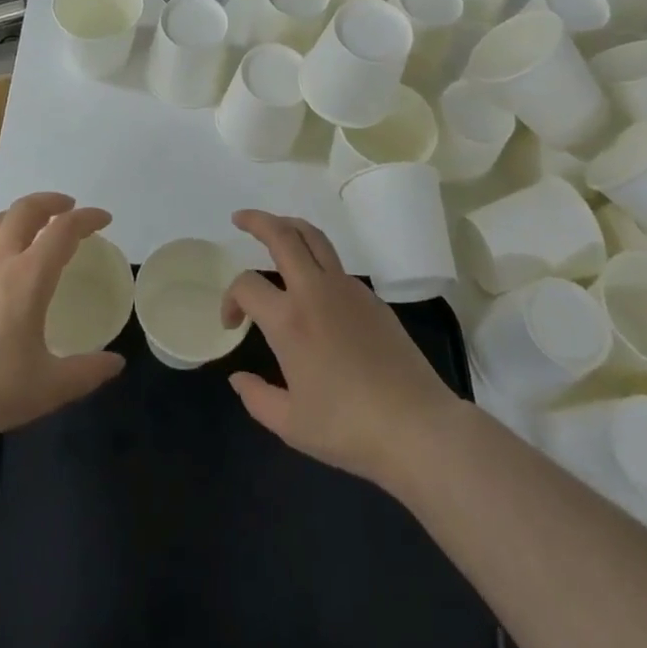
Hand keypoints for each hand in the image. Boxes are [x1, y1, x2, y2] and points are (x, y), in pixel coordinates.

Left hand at [0, 192, 124, 458]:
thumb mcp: (48, 388)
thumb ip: (86, 372)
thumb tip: (116, 362)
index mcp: (29, 277)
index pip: (64, 230)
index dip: (87, 218)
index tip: (103, 219)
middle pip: (26, 209)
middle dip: (51, 201)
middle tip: (67, 208)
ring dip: (19, 215)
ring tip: (31, 227)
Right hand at [223, 209, 461, 491]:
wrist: (416, 426)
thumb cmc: (348, 428)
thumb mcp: (291, 425)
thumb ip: (256, 398)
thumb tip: (238, 377)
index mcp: (289, 319)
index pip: (246, 284)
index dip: (230, 298)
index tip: (232, 323)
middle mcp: (314, 291)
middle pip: (282, 235)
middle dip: (257, 221)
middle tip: (240, 219)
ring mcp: (347, 289)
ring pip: (313, 237)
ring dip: (289, 227)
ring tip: (276, 230)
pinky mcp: (371, 297)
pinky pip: (336, 266)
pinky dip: (316, 260)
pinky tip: (314, 286)